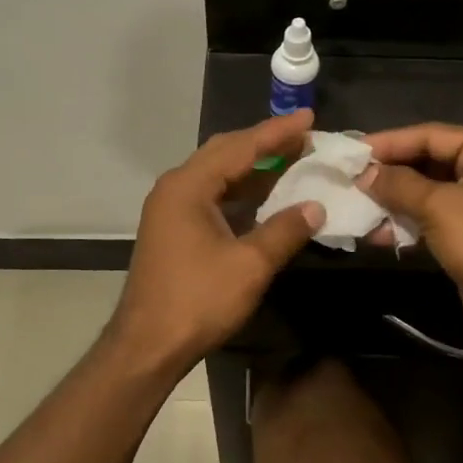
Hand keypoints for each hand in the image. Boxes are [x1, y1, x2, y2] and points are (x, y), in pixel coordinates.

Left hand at [109, 111, 326, 373]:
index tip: (309, 118)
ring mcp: (171, 208)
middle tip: (304, 137)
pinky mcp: (173, 228)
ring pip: (218, 175)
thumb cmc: (197, 301)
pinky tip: (265, 197)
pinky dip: (240, 192)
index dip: (277, 132)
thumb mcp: (249, 265)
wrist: (147, 345)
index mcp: (188, 186)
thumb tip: (315, 207)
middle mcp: (175, 188)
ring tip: (292, 160)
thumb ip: (285, 231)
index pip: (240, 147)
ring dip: (254, 169)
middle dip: (265, 144)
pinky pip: (212, 196)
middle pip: (225, 153)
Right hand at [361, 124, 462, 356]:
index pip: (432, 135)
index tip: (353, 151)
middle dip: (390, 173)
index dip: (390, 142)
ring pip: (429, 191)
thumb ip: (398, 184)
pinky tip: (378, 234)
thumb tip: (364, 173)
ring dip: (395, 200)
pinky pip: (435, 216)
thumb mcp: (438, 207)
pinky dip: (408, 222)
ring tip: (359, 207)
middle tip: (351, 178)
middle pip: (430, 160)